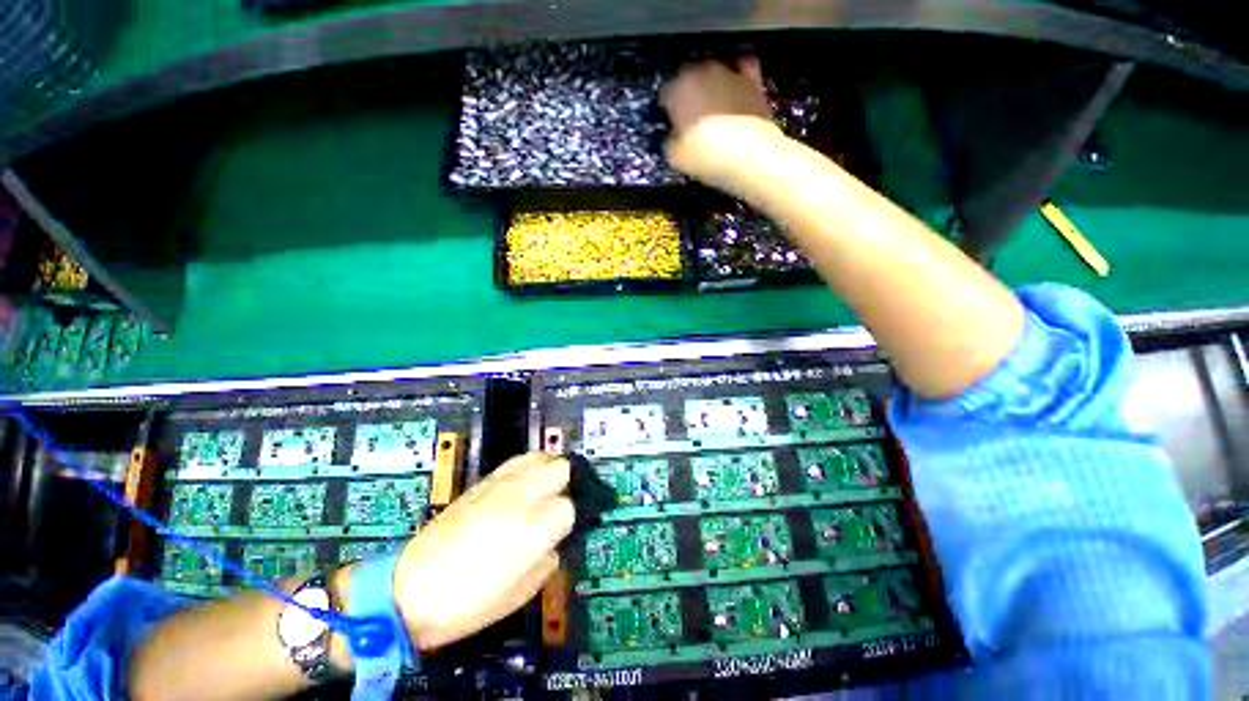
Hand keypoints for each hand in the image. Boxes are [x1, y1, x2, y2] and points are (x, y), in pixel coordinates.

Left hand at [392, 452, 572, 649]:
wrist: (409, 589)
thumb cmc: (468, 603)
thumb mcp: (520, 594)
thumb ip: (548, 561)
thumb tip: (553, 543)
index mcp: (535, 527)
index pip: (570, 507)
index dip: (567, 522)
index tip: (558, 534)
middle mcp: (523, 496)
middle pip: (561, 468)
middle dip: (565, 484)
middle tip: (556, 505)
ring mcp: (502, 484)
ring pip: (541, 456)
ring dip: (548, 470)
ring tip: (544, 489)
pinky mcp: (482, 481)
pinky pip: (517, 461)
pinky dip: (528, 467)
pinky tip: (522, 484)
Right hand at [660, 57, 781, 189]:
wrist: (749, 153)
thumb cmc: (707, 155)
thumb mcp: (675, 157)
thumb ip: (670, 141)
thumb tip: (674, 139)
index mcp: (677, 89)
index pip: (665, 93)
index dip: (667, 109)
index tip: (671, 123)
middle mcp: (701, 72)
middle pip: (689, 77)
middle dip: (688, 94)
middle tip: (691, 118)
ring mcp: (729, 72)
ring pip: (714, 71)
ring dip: (711, 85)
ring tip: (713, 107)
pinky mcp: (753, 79)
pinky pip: (742, 67)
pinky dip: (737, 75)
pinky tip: (736, 87)